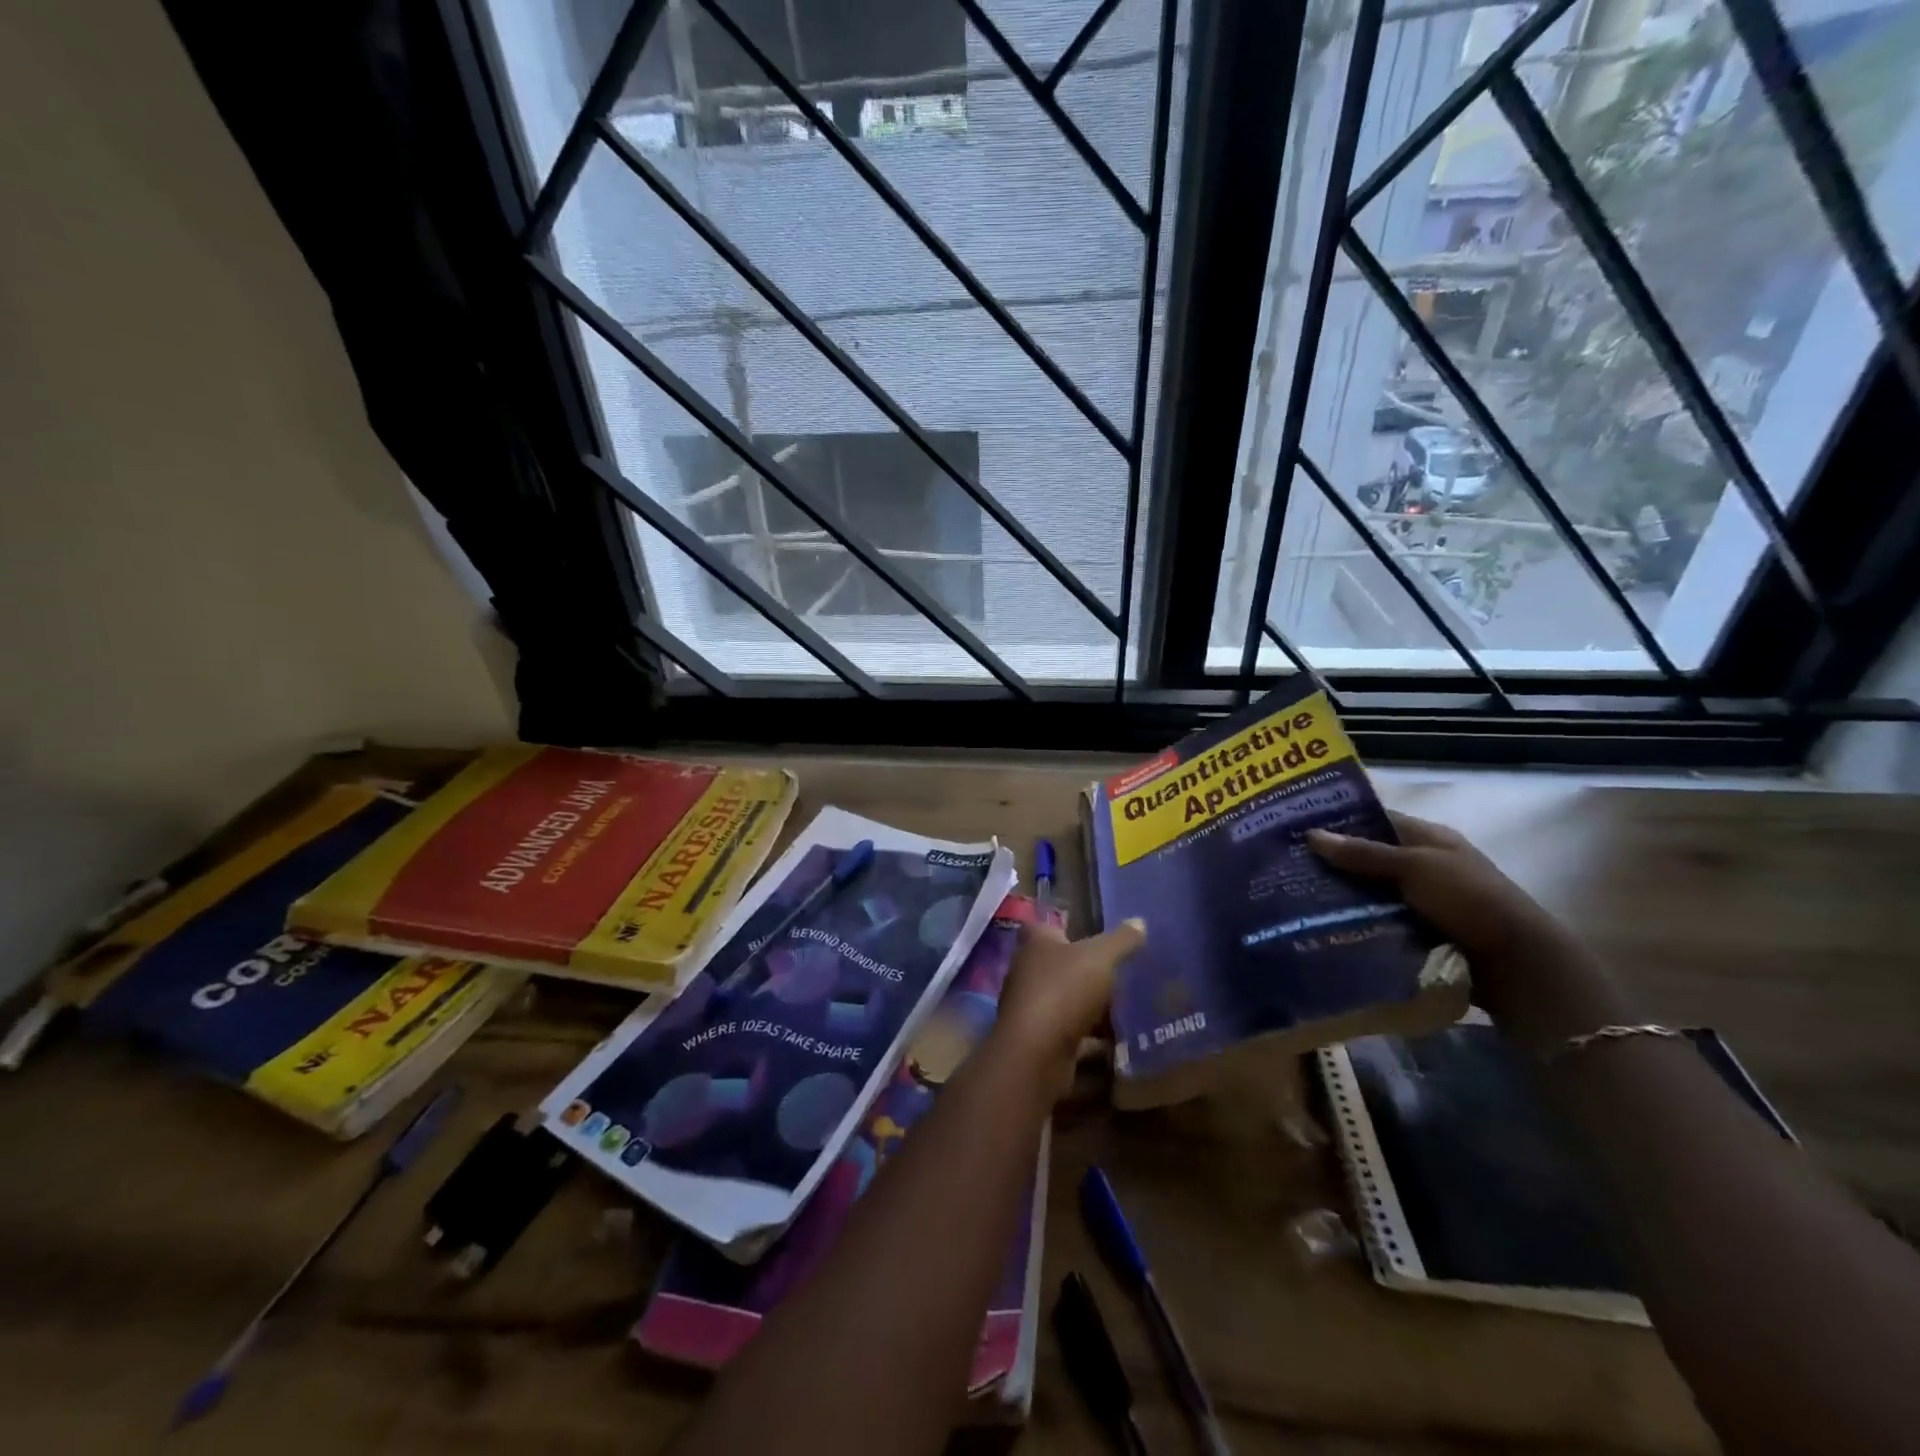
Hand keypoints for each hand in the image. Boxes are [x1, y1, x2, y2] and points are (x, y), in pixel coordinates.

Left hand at [994, 918, 1145, 1100]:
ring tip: (1128, 1011)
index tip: (1092, 933)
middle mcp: (1028, 973)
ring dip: (1092, 1010)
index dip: (1066, 927)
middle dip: (1087, 972)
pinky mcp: (1039, 1042)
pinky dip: (1093, 1042)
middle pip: (1059, 967)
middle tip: (1122, 974)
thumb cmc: (1063, 990)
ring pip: (1066, 1003)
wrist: (1036, 1053)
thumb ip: (1121, 941)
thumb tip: (1139, 921)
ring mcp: (1032, 1009)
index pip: (1045, 927)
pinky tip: (1120, 1046)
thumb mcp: (1100, 958)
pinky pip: (1072, 1037)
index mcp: (1036, 945)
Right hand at [1307, 812, 1631, 1048]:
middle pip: (1367, 858)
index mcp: (1428, 838)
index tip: (1295, 827)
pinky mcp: (1419, 932)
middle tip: (1285, 867)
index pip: (1374, 820)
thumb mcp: (1414, 868)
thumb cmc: (1469, 901)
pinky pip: (1377, 921)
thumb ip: (1363, 854)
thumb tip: (1311, 834)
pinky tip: (1323, 926)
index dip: (1338, 821)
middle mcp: (1423, 865)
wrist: (1517, 966)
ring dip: (1341, 897)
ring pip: (1369, 892)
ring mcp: (1422, 901)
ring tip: (1294, 899)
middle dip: (1332, 863)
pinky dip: (1356, 922)